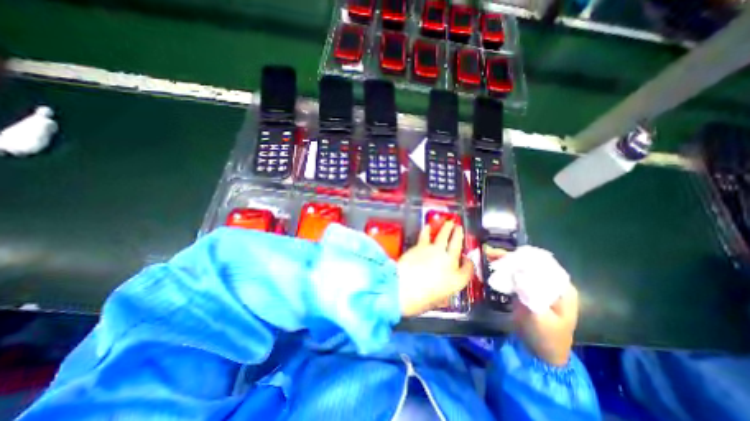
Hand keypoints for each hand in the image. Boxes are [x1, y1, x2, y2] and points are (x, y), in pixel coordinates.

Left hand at [398, 224, 473, 315]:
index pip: (468, 269)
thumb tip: (441, 290)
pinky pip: (426, 235)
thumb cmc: (420, 300)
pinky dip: (427, 230)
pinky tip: (427, 227)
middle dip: (459, 235)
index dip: (469, 263)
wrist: (402, 289)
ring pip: (444, 236)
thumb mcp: (437, 301)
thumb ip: (443, 292)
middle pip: (457, 245)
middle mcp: (449, 262)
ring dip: (447, 228)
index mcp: (457, 280)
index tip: (467, 259)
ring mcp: (435, 251)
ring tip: (449, 223)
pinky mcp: (421, 246)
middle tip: (459, 228)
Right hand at [488, 245, 578, 366]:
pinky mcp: (527, 289)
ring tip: (487, 255)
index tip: (504, 255)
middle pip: (529, 263)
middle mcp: (550, 282)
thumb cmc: (546, 337)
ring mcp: (537, 285)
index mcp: (560, 287)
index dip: (522, 256)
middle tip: (489, 252)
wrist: (542, 353)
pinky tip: (491, 266)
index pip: (542, 263)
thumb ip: (531, 296)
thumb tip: (518, 274)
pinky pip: (515, 275)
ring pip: (521, 267)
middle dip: (509, 257)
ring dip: (505, 261)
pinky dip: (503, 270)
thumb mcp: (540, 319)